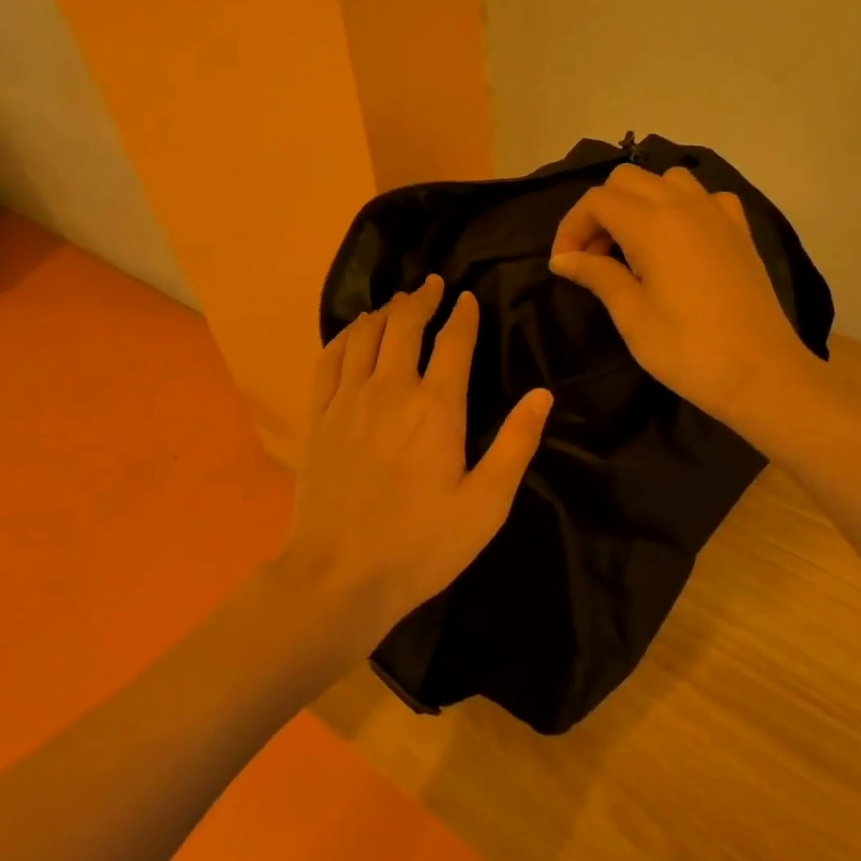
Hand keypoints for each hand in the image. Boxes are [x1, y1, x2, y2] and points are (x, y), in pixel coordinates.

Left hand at [283, 275, 553, 652]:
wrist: (340, 575)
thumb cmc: (422, 545)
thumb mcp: (486, 504)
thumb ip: (515, 444)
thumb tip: (542, 395)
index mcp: (437, 407)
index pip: (454, 341)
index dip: (463, 314)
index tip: (467, 298)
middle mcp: (390, 389)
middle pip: (404, 325)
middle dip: (421, 299)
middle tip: (432, 285)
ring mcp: (348, 400)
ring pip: (365, 335)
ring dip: (384, 312)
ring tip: (396, 303)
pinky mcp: (319, 417)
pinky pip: (329, 359)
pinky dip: (344, 336)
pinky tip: (353, 332)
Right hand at [549, 164, 818, 432]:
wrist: (760, 372)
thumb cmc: (686, 348)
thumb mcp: (631, 314)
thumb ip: (596, 275)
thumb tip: (563, 259)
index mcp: (651, 224)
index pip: (597, 201)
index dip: (571, 227)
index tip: (564, 264)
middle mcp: (683, 205)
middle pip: (627, 180)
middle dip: (600, 211)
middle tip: (593, 256)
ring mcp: (717, 213)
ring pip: (665, 180)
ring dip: (639, 203)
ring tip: (632, 246)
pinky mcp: (739, 230)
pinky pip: (703, 197)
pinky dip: (680, 207)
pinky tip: (678, 241)